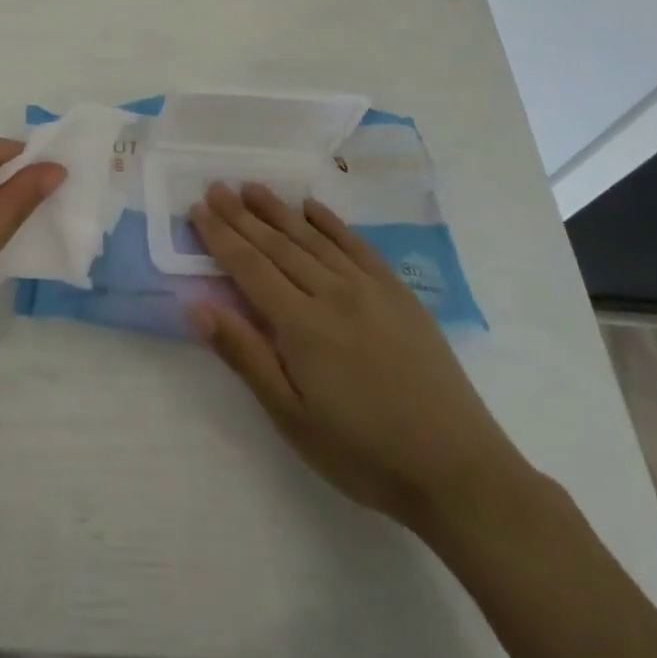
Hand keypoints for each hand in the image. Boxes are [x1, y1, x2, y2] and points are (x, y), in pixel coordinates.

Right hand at [187, 184, 529, 536]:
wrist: (458, 470)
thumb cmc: (363, 453)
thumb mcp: (292, 418)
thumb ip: (245, 355)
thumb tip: (197, 306)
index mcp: (302, 325)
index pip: (249, 267)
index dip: (220, 237)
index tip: (197, 209)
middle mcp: (333, 293)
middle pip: (277, 245)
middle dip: (241, 215)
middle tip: (215, 187)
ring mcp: (370, 289)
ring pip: (313, 238)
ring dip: (279, 211)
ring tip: (251, 188)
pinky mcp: (399, 294)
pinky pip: (357, 246)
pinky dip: (331, 223)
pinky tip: (312, 208)